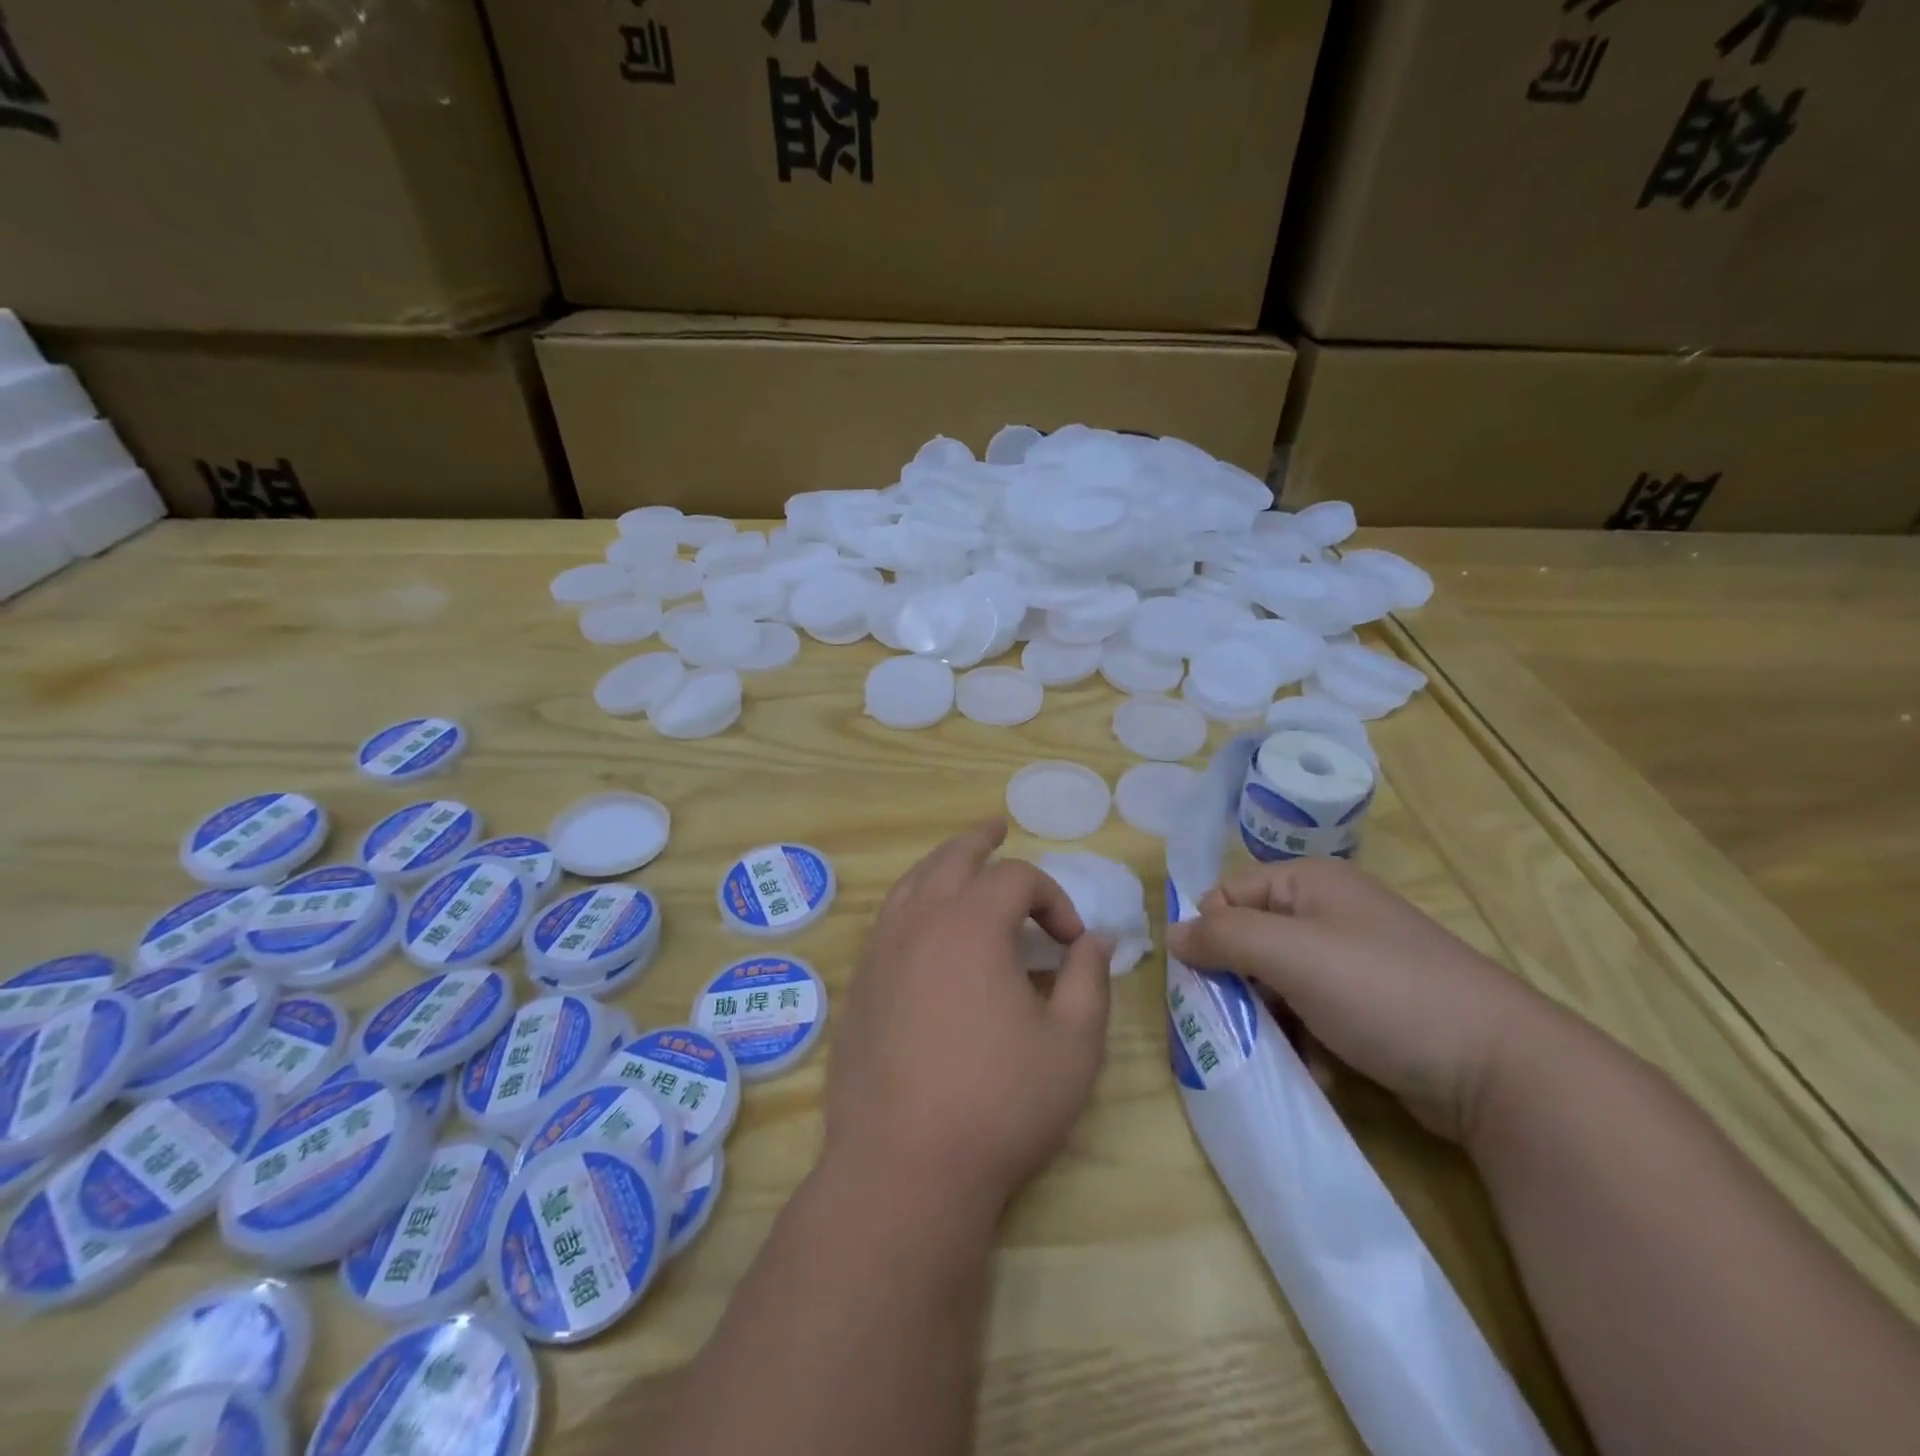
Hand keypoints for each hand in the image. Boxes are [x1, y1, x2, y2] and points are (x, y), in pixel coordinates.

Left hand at [824, 820, 1114, 1216]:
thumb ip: (1089, 981)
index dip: (1053, 898)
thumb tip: (1098, 939)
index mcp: (971, 925)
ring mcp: (880, 951)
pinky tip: (923, 924)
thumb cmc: (999, 1105)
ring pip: (911, 883)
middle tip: (998, 830)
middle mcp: (919, 922)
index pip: (1017, 879)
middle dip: (981, 844)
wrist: (904, 1167)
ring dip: (940, 865)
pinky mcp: (859, 984)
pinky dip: (911, 902)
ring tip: (959, 861)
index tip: (1071, 944)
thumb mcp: (1071, 1046)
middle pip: (951, 858)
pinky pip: (887, 919)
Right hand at [1167, 857, 1556, 1141]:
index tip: (1209, 983)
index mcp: (1309, 882)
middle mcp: (1328, 912)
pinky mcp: (1370, 1006)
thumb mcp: (1289, 955)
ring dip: (1270, 1019)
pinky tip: (1318, 1066)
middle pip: (1250, 941)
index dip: (1210, 935)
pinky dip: (1303, 1039)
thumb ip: (1222, 938)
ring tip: (1283, 1051)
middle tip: (1240, 1024)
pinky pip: (1310, 1013)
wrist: (1499, 1068)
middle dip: (1239, 985)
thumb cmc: (1382, 992)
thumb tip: (1172, 934)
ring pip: (1276, 983)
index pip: (1227, 895)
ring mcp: (1352, 960)